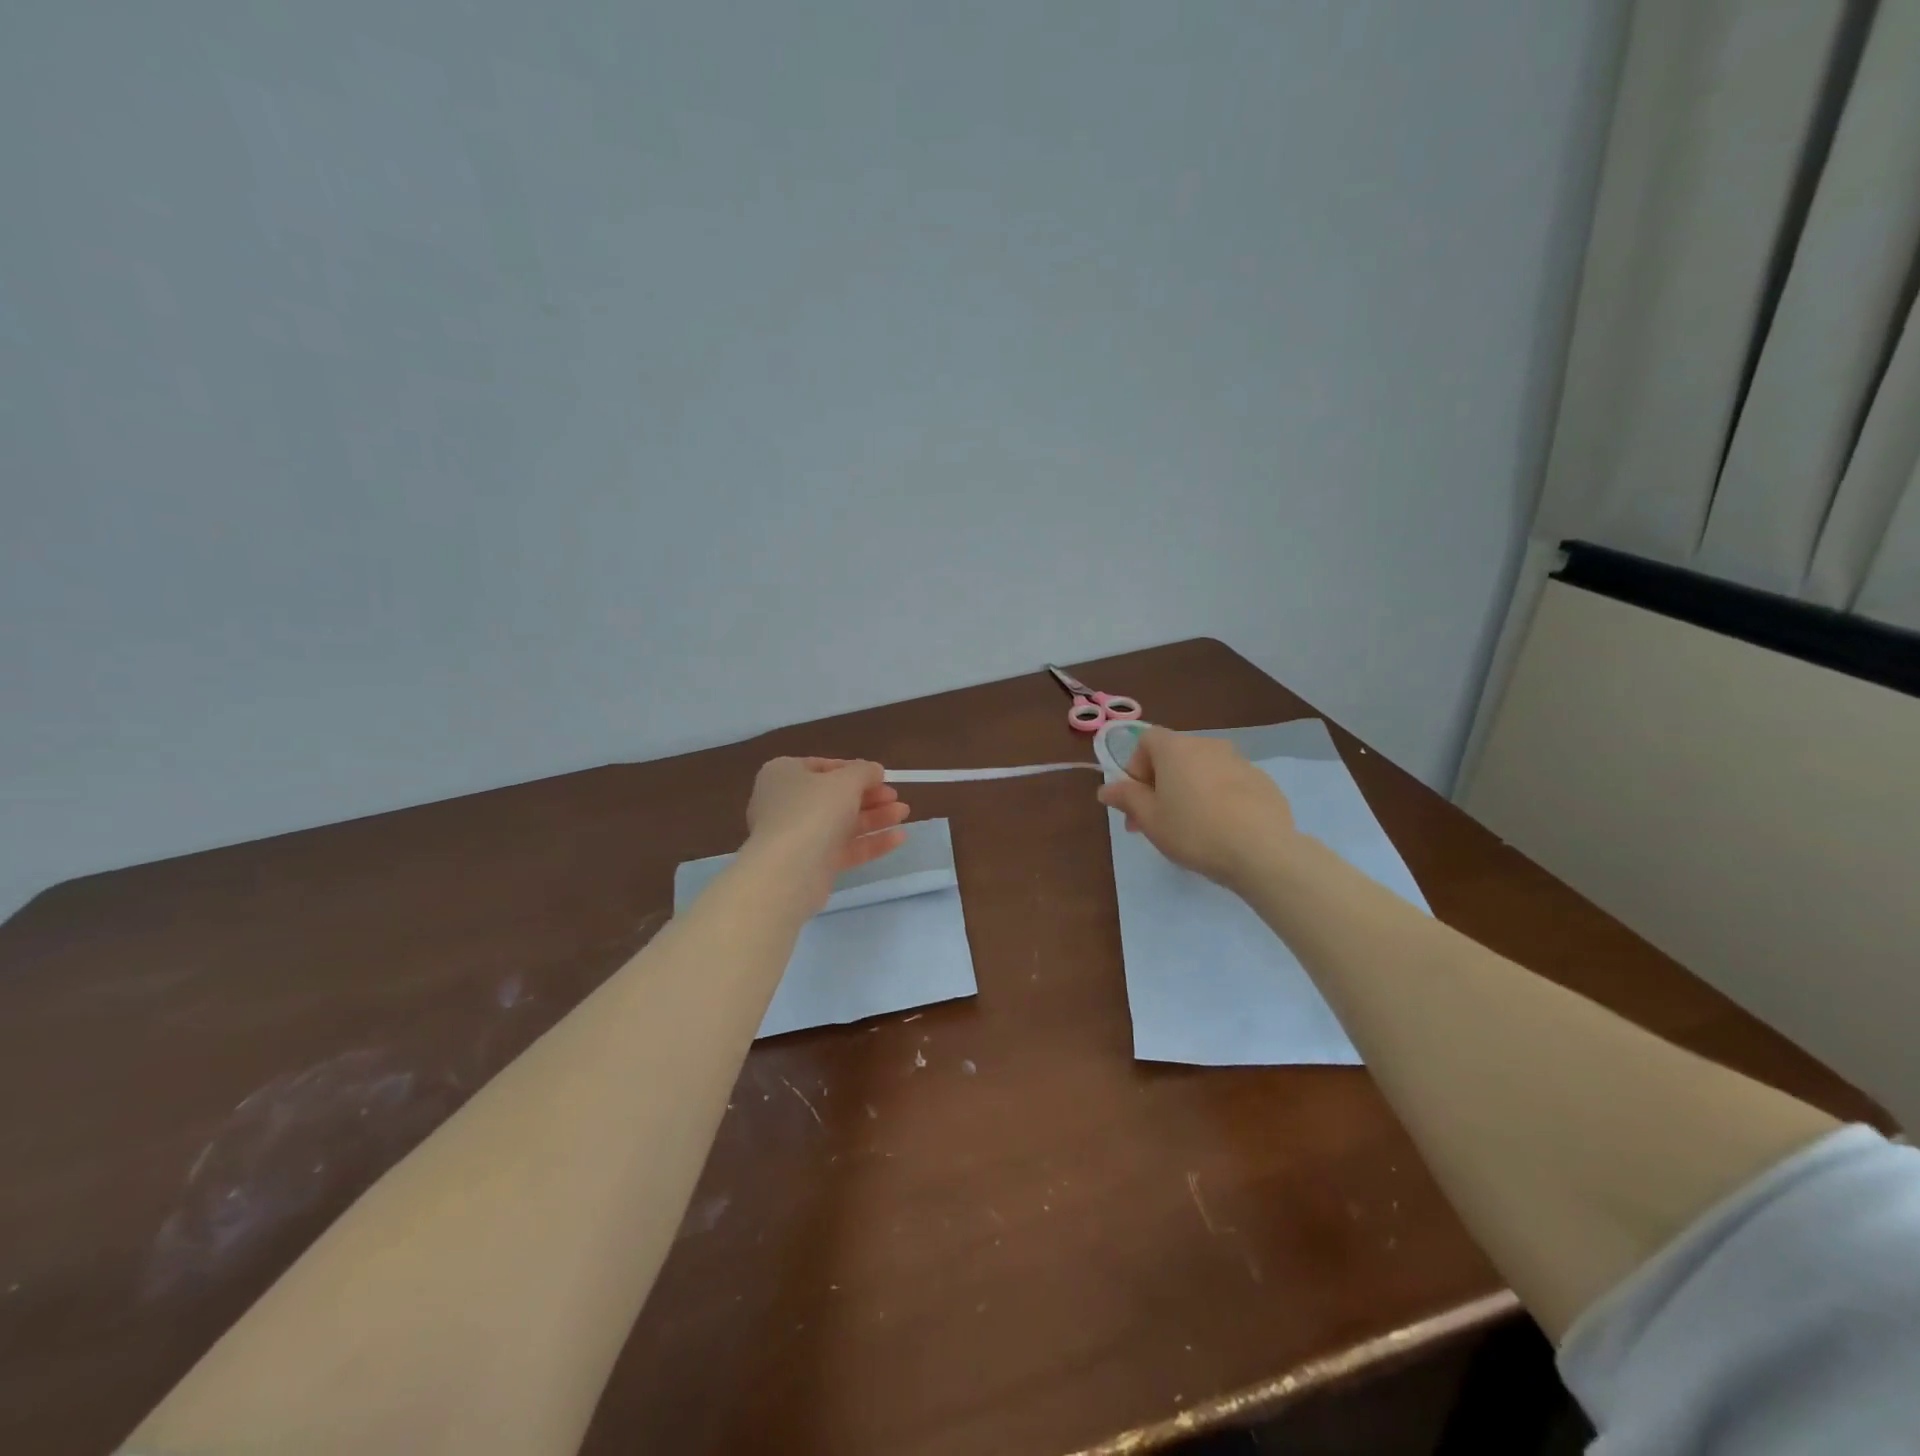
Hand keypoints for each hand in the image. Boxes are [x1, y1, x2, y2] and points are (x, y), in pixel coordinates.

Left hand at [743, 758, 911, 910]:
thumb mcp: (845, 780)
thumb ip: (864, 771)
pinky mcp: (812, 864)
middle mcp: (787, 803)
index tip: (880, 776)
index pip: (823, 767)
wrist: (788, 871)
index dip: (854, 770)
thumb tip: (874, 770)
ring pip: (842, 823)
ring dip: (875, 817)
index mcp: (784, 774)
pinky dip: (870, 842)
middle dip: (870, 796)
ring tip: (905, 813)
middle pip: (835, 797)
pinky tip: (899, 838)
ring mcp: (799, 836)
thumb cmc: (813, 810)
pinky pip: (844, 849)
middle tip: (896, 796)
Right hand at [1096, 727, 1294, 885]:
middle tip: (1156, 822)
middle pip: (1174, 756)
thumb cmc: (1194, 831)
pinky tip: (1222, 829)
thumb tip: (1106, 788)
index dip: (1135, 766)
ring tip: (1191, 828)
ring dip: (1189, 790)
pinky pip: (1229, 783)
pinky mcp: (1262, 780)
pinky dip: (1218, 798)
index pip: (1146, 740)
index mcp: (1175, 748)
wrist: (1262, 851)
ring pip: (1202, 770)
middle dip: (1160, 784)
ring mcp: (1239, 761)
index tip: (1137, 798)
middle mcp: (1207, 745)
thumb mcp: (1149, 819)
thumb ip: (1126, 798)